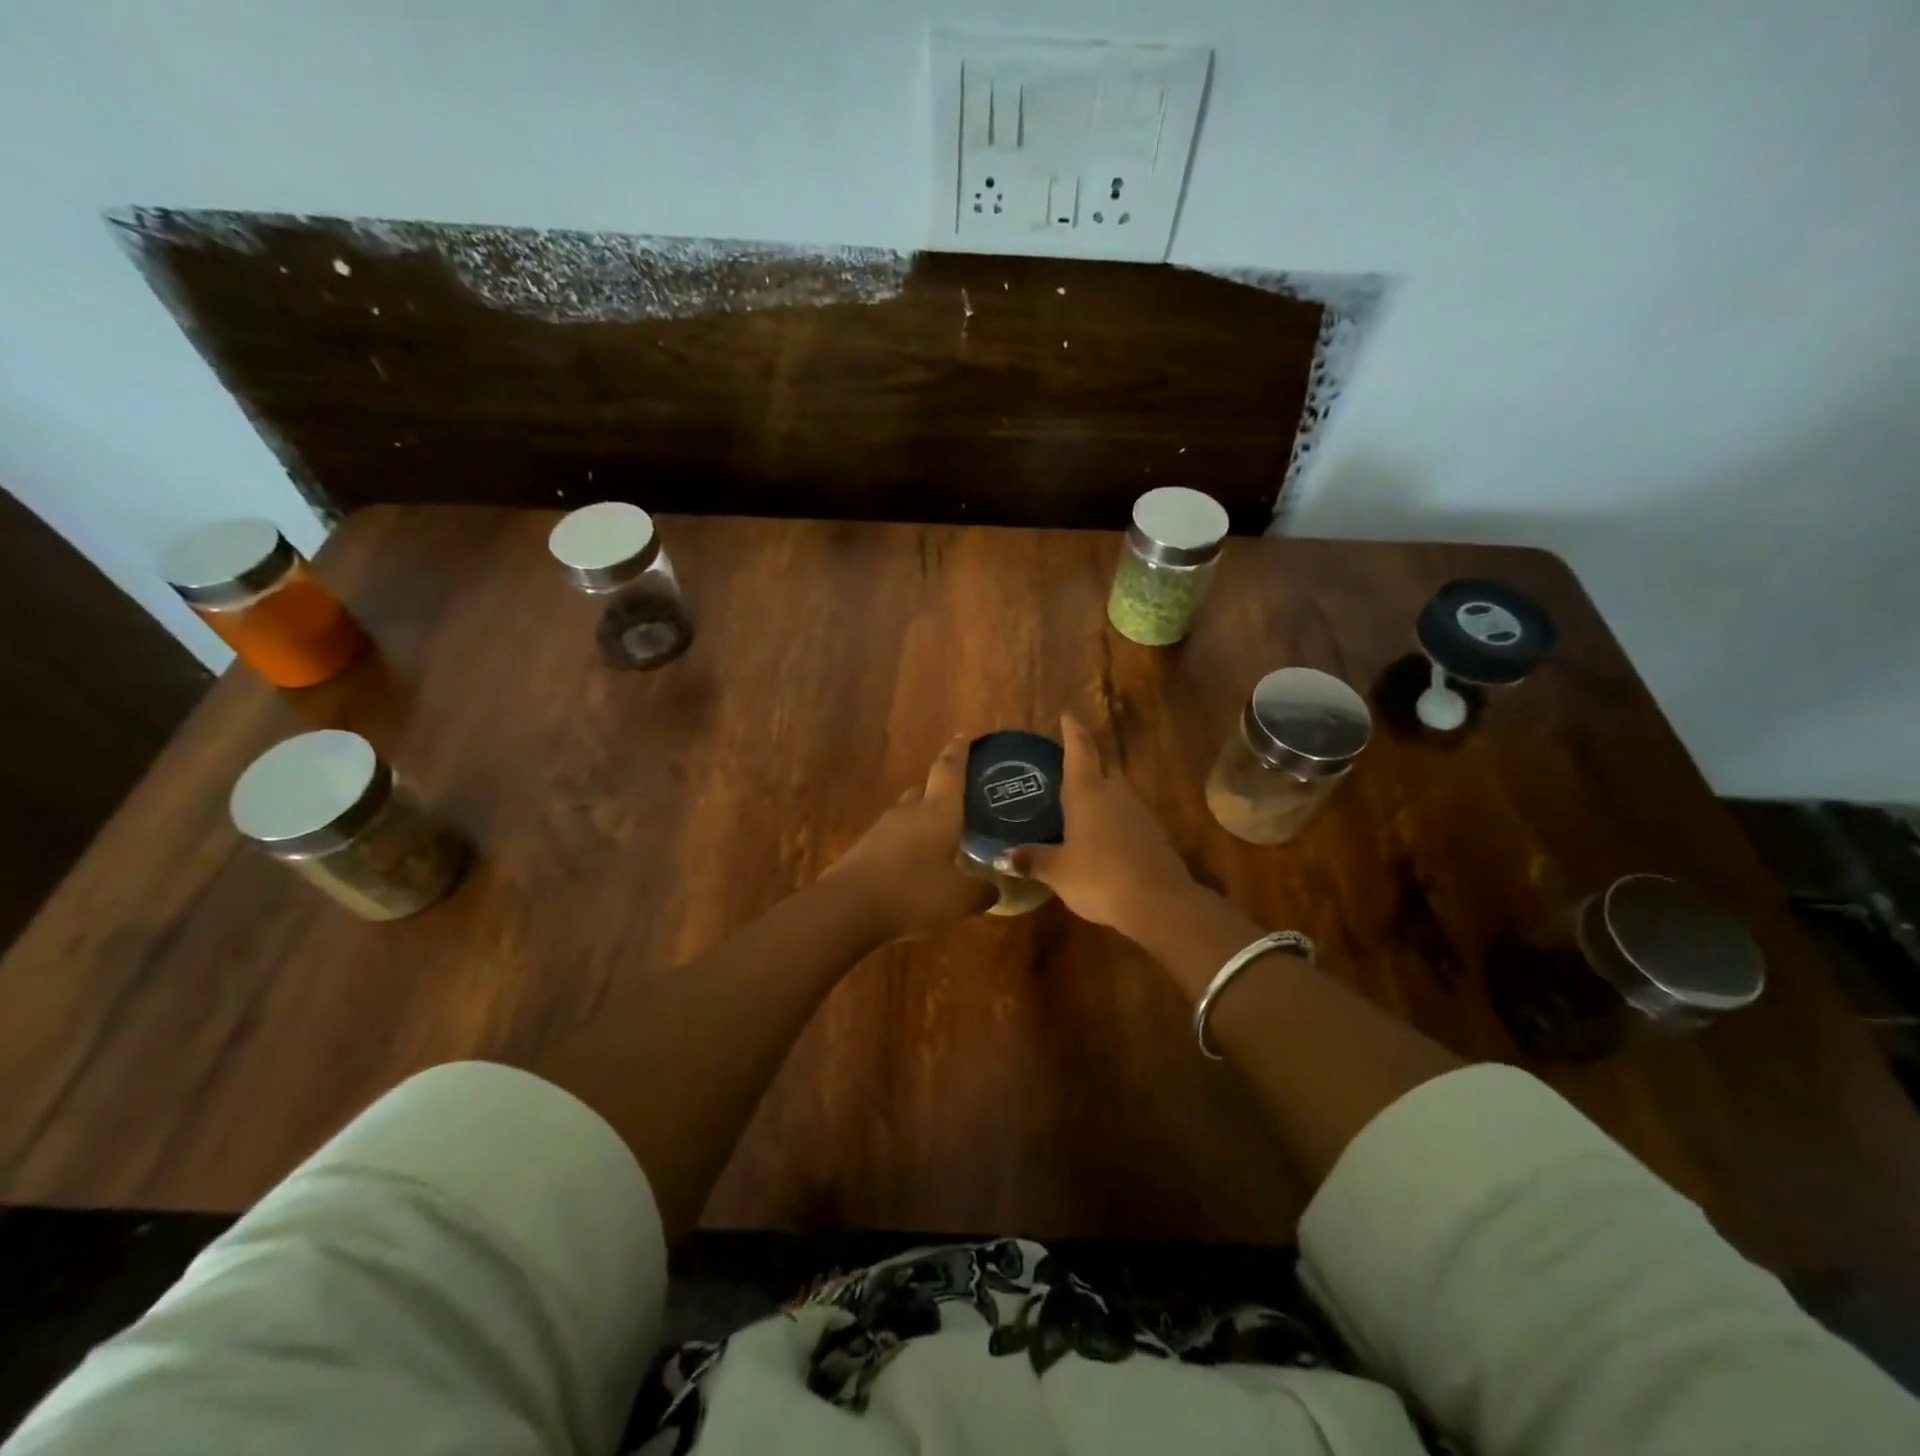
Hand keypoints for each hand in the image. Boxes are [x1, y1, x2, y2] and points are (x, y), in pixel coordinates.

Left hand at [825, 736, 995, 940]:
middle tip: (958, 802)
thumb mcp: (960, 898)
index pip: (950, 770)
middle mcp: (909, 812)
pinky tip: (914, 867)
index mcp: (938, 811)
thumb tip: (994, 887)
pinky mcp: (863, 850)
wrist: (848, 908)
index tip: (964, 737)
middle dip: (940, 792)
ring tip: (939, 839)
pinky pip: (891, 840)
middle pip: (924, 790)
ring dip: (922, 822)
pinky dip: (905, 846)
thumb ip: (982, 890)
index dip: (959, 752)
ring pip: (907, 815)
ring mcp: (882, 829)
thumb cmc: (914, 893)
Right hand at [1004, 714, 1193, 934]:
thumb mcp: (1057, 871)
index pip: (1079, 750)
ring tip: (1079, 804)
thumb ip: (1033, 859)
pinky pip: (1127, 817)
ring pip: (1116, 793)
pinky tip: (1101, 836)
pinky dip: (1113, 819)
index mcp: (1087, 792)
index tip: (1068, 715)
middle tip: (1066, 765)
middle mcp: (1115, 793)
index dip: (1072, 732)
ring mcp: (1138, 812)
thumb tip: (1007, 855)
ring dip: (1100, 793)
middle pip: (1101, 768)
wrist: (1159, 902)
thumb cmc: (1099, 876)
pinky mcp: (1153, 834)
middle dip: (1086, 763)